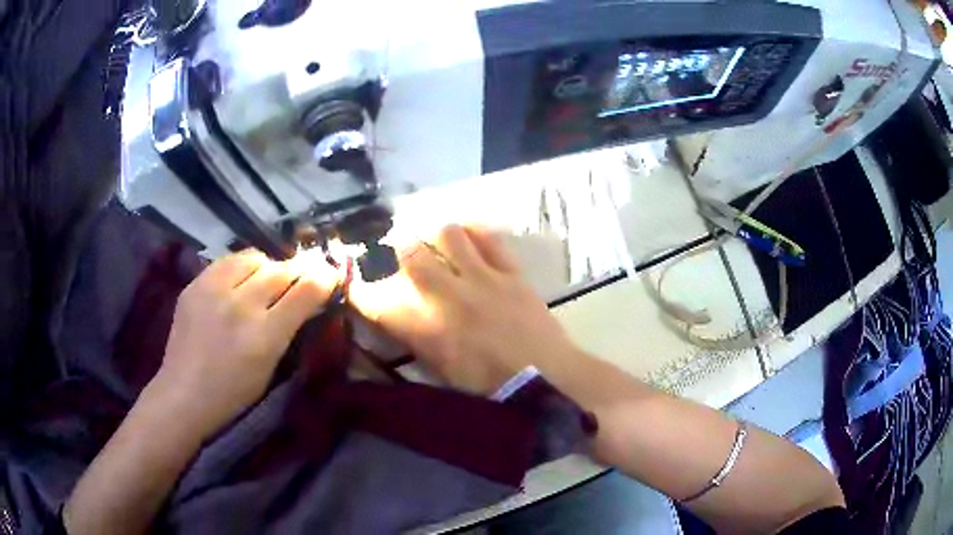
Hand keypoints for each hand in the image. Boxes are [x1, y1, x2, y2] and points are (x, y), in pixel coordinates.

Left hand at [150, 249, 340, 437]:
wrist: (184, 393)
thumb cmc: (233, 393)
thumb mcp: (269, 368)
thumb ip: (288, 330)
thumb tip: (307, 299)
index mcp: (265, 335)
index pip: (305, 291)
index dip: (324, 277)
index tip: (331, 272)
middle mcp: (241, 305)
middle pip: (281, 270)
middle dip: (298, 270)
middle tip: (302, 274)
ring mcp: (214, 290)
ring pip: (254, 258)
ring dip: (268, 266)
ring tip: (266, 279)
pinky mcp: (196, 283)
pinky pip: (227, 261)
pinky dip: (241, 266)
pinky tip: (240, 279)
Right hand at [349, 225, 577, 394]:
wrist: (548, 379)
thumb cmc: (493, 389)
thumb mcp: (443, 375)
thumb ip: (417, 343)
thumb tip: (398, 321)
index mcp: (429, 332)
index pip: (379, 302)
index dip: (360, 291)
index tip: (353, 285)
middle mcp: (450, 297)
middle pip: (408, 254)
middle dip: (394, 250)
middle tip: (395, 252)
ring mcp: (483, 279)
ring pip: (447, 234)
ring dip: (435, 237)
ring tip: (436, 245)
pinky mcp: (511, 272)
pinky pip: (488, 238)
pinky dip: (474, 233)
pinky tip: (469, 238)